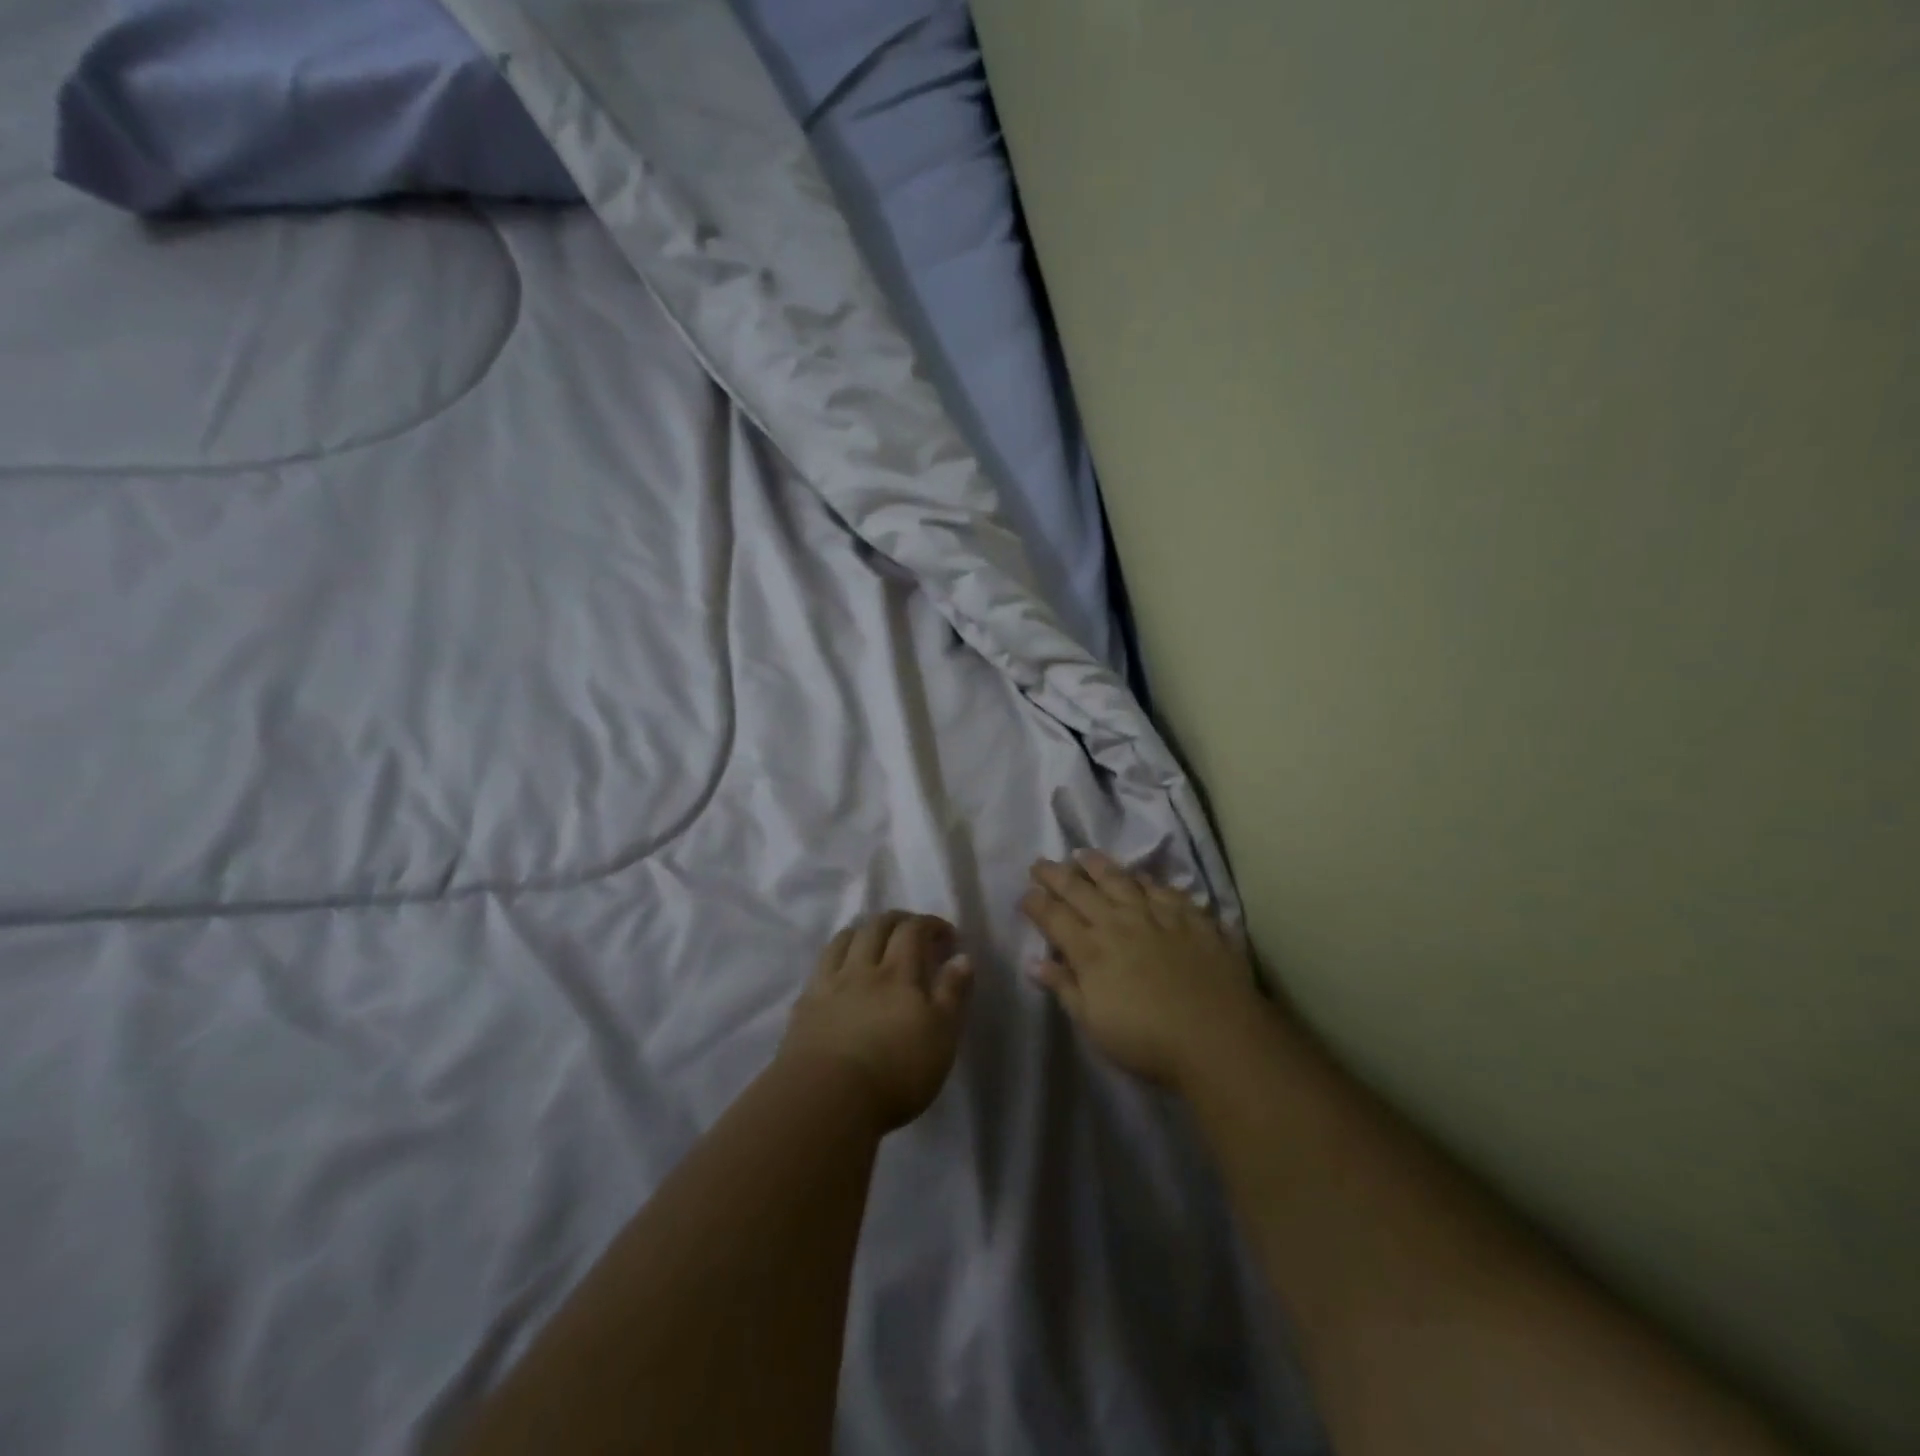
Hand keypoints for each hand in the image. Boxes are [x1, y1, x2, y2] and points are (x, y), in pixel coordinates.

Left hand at [778, 912, 974, 1132]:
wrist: (827, 1099)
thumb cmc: (896, 1071)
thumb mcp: (941, 1036)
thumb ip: (952, 993)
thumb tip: (962, 957)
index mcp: (898, 973)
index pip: (913, 930)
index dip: (930, 924)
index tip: (946, 935)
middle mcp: (862, 969)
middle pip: (876, 927)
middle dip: (897, 920)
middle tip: (912, 929)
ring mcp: (829, 985)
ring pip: (844, 940)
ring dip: (863, 931)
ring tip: (873, 940)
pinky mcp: (805, 1006)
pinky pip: (820, 966)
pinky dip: (835, 957)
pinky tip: (839, 970)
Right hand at [1021, 851, 1262, 1088]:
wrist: (1217, 1037)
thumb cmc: (1147, 1041)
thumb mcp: (1094, 1024)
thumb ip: (1065, 988)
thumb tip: (1034, 963)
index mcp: (1090, 950)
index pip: (1054, 917)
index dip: (1036, 903)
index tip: (1026, 893)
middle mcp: (1119, 923)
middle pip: (1081, 890)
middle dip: (1056, 875)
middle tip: (1041, 862)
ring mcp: (1157, 915)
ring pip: (1121, 880)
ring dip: (1099, 865)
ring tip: (1084, 855)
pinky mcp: (1192, 917)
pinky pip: (1164, 890)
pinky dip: (1148, 881)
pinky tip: (1142, 877)